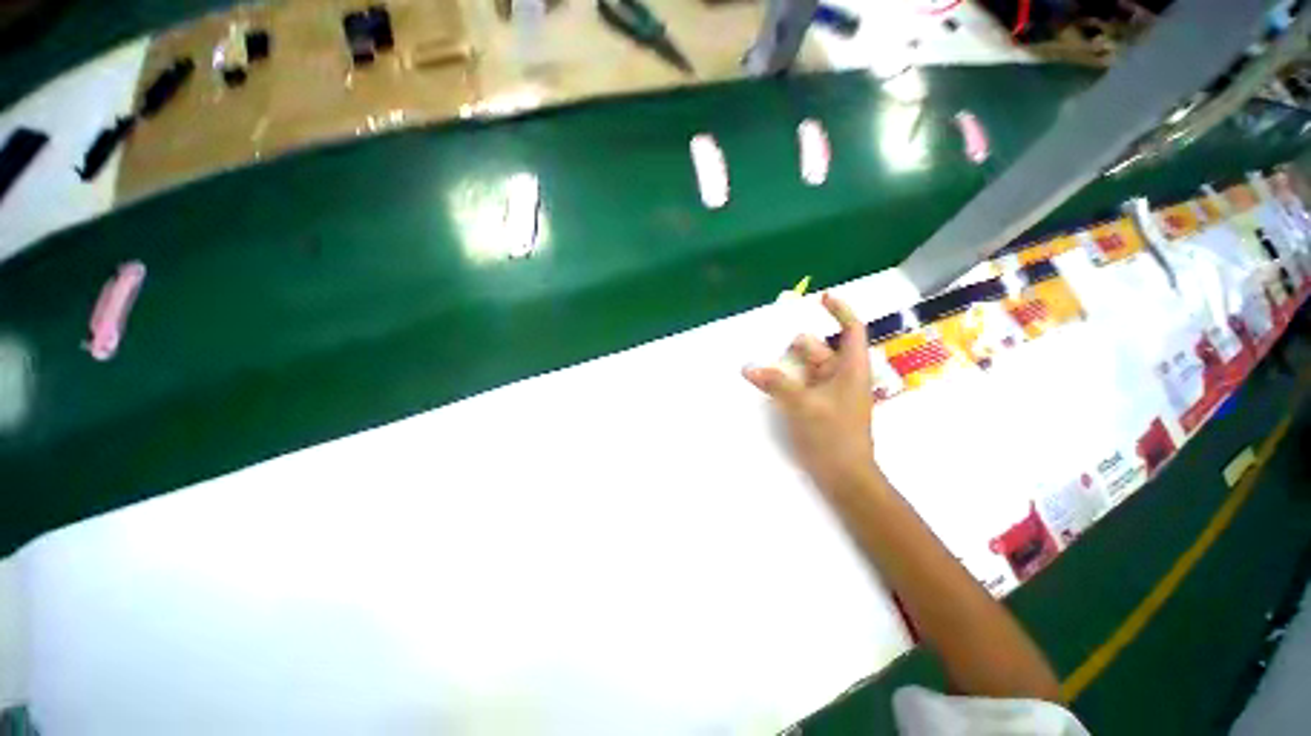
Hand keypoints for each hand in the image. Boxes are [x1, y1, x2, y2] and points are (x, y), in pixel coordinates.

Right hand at [743, 293, 876, 492]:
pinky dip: (785, 378)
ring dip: (786, 363)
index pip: (851, 329)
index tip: (821, 297)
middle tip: (768, 344)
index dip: (839, 310)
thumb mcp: (803, 405)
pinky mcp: (819, 404)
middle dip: (795, 345)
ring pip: (806, 366)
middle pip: (818, 348)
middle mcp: (842, 375)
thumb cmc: (833, 436)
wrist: (844, 476)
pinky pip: (800, 382)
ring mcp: (830, 391)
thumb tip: (747, 367)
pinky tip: (767, 381)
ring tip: (762, 365)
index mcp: (851, 368)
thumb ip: (775, 383)